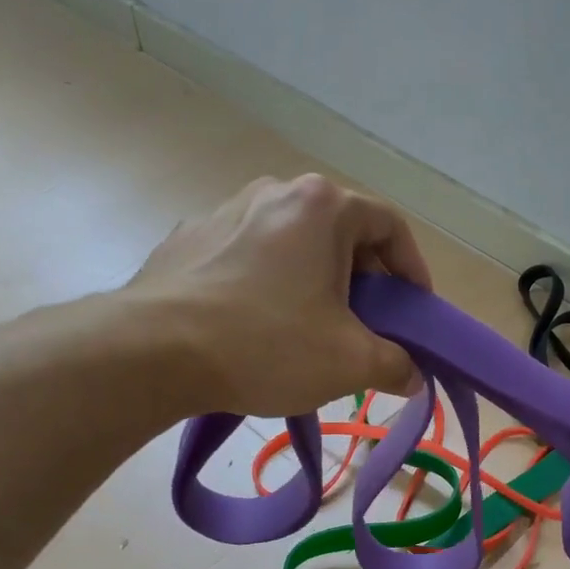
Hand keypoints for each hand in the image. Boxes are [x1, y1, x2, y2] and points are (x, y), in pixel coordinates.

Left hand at [128, 174, 429, 416]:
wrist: (154, 350)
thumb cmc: (268, 344)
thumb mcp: (350, 362)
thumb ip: (395, 365)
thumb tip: (412, 376)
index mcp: (322, 206)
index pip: (391, 226)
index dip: (414, 270)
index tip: (415, 312)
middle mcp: (276, 192)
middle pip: (342, 232)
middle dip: (366, 281)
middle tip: (369, 327)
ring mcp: (226, 211)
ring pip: (295, 244)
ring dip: (318, 283)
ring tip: (316, 330)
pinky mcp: (191, 239)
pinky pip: (251, 257)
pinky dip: (273, 286)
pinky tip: (263, 328)